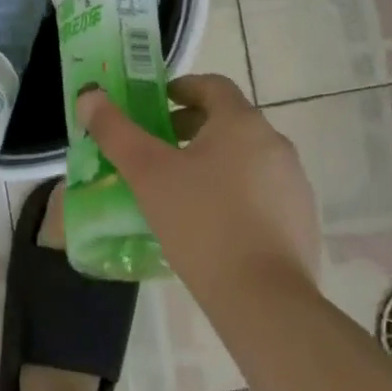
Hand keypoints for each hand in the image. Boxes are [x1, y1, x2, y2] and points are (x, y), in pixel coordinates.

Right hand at [77, 74, 319, 307]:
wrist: (267, 305)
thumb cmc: (203, 224)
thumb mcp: (148, 174)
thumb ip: (116, 131)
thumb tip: (89, 96)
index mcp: (241, 122)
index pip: (212, 85)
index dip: (182, 89)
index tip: (156, 106)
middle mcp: (274, 143)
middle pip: (229, 121)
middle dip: (192, 128)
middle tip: (160, 150)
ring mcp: (294, 184)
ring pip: (247, 157)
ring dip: (215, 162)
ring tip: (182, 190)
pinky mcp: (303, 222)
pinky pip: (263, 193)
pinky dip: (237, 195)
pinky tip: (213, 226)